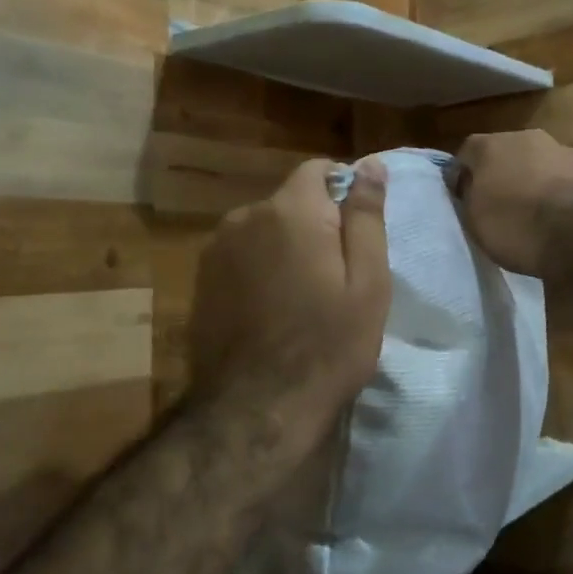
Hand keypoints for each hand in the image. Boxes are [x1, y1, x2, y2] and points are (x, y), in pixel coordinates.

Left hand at [188, 157, 391, 432]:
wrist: (256, 410)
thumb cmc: (327, 344)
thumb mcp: (368, 281)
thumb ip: (367, 215)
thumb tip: (371, 164)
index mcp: (291, 210)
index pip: (318, 169)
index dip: (343, 191)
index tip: (356, 232)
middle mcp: (246, 216)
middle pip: (290, 201)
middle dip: (314, 224)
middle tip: (335, 276)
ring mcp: (217, 248)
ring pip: (264, 229)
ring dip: (284, 247)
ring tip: (302, 297)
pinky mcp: (201, 279)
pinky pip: (241, 255)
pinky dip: (259, 268)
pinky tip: (270, 309)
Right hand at [456, 130, 572, 276]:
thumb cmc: (515, 226)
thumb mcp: (473, 219)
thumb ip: (469, 194)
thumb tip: (470, 185)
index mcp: (490, 146)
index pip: (467, 153)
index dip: (464, 176)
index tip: (465, 198)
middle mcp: (525, 138)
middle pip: (505, 153)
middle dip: (501, 173)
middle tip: (499, 203)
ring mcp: (561, 150)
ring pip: (538, 162)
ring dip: (532, 179)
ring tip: (533, 211)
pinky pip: (563, 177)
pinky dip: (558, 190)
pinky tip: (559, 215)